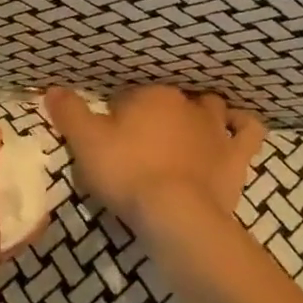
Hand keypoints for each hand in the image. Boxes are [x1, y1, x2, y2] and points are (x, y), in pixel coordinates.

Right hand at [44, 86, 264, 229]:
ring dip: (201, 111)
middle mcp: (186, 104)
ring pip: (211, 106)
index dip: (118, 113)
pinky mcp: (237, 155)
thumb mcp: (85, 142)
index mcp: (150, 95)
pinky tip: (236, 126)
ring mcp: (216, 129)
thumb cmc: (127, 172)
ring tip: (187, 126)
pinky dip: (243, 124)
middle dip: (158, 110)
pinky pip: (248, 129)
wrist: (176, 214)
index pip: (130, 95)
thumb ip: (69, 113)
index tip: (110, 134)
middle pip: (170, 98)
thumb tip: (53, 89)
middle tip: (143, 135)